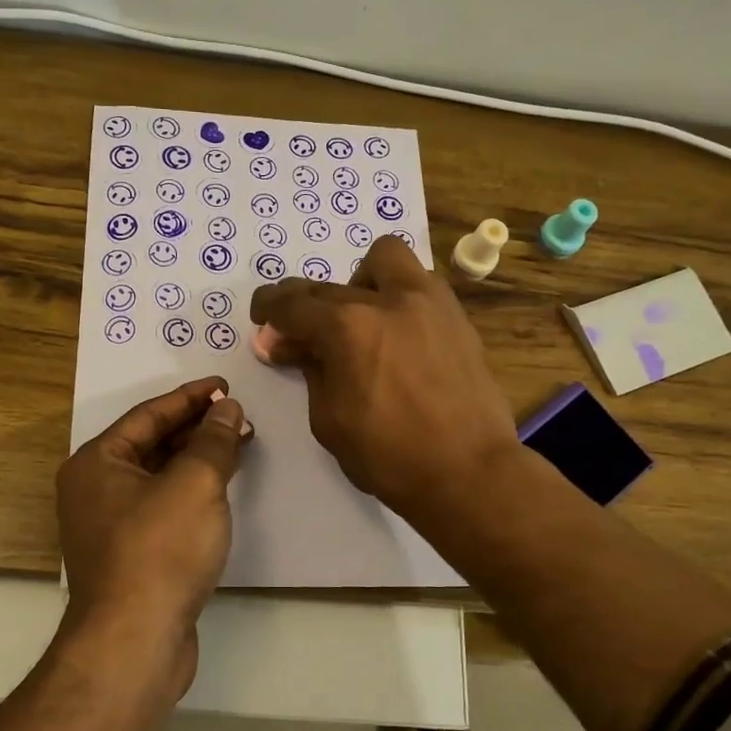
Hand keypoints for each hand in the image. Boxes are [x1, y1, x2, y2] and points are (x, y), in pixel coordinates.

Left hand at [56, 377, 252, 691]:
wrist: (135, 640)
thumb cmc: (160, 549)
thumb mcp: (195, 483)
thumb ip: (213, 440)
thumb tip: (227, 408)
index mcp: (96, 463)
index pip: (148, 415)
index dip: (190, 397)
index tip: (225, 386)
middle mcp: (94, 489)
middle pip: (151, 444)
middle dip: (197, 429)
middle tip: (238, 416)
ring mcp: (110, 525)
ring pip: (158, 477)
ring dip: (197, 459)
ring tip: (238, 445)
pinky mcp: (130, 555)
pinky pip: (162, 506)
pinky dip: (191, 492)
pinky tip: (221, 489)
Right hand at [249, 237, 518, 526]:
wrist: (469, 472)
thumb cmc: (389, 456)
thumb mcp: (329, 419)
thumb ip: (308, 370)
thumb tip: (285, 342)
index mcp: (348, 328)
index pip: (293, 305)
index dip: (269, 310)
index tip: (261, 319)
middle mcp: (388, 300)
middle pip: (330, 286)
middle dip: (305, 305)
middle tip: (299, 335)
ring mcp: (429, 303)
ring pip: (385, 258)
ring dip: (359, 282)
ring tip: (357, 319)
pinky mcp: (456, 317)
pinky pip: (418, 284)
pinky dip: (396, 296)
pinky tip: (394, 332)